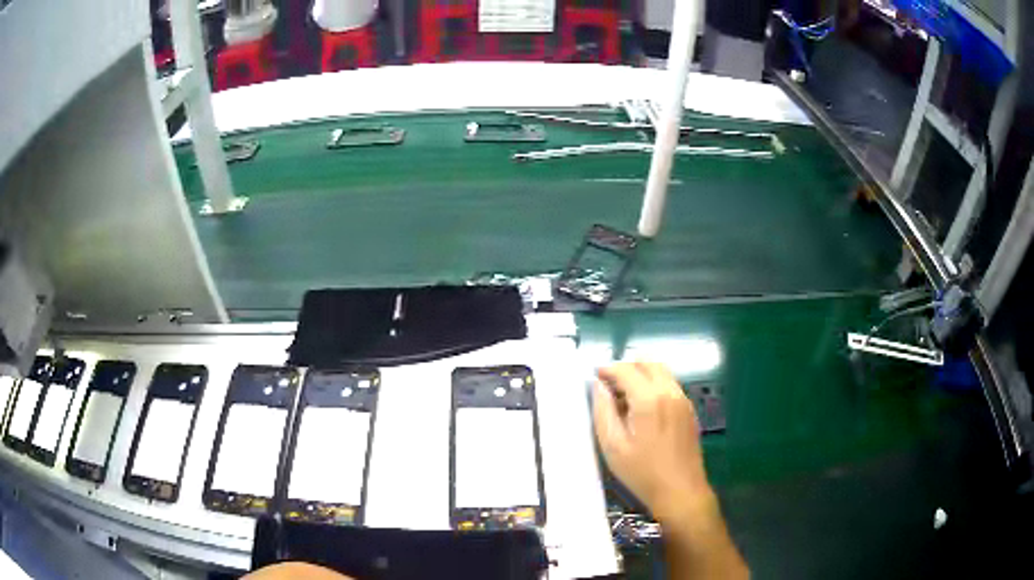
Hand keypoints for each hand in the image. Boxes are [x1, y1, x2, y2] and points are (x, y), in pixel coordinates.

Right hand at [592, 362, 711, 521]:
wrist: (681, 491)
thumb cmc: (642, 472)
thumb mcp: (613, 446)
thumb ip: (603, 411)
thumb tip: (599, 386)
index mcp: (649, 399)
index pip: (626, 369)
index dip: (608, 369)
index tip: (594, 376)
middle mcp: (669, 392)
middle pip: (647, 363)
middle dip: (626, 367)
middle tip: (608, 384)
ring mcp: (683, 399)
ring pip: (661, 372)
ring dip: (641, 374)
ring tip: (623, 395)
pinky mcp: (689, 409)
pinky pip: (670, 384)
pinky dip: (653, 384)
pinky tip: (642, 406)